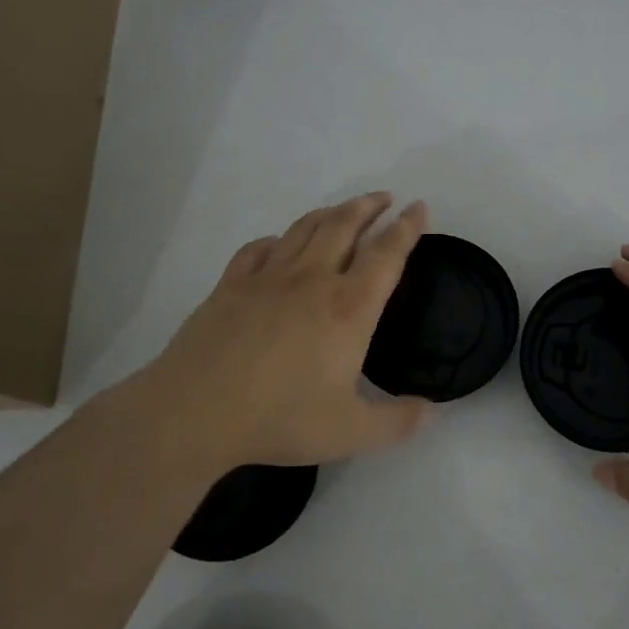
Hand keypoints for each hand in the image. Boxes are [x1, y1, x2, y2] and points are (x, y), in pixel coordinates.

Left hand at [109, 194, 433, 479]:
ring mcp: (268, 278)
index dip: (406, 228)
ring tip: (343, 210)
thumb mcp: (351, 431)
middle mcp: (312, 280)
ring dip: (330, 213)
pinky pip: (259, 249)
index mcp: (349, 308)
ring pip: (304, 229)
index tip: (418, 207)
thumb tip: (432, 412)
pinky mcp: (231, 285)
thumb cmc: (281, 419)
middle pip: (344, 227)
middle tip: (384, 197)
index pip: (386, 256)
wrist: (195, 412)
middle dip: (368, 207)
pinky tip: (279, 244)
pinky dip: (277, 240)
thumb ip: (398, 422)